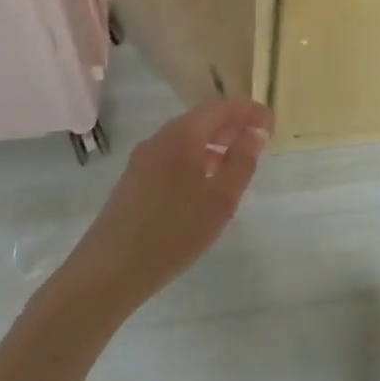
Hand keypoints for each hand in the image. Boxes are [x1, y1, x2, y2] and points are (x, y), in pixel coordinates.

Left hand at [67, 100, 273, 305]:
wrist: (108, 272)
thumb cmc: (172, 232)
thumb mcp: (219, 200)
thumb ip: (242, 162)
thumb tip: (254, 134)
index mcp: (182, 135)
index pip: (221, 108)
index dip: (248, 111)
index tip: (271, 121)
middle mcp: (160, 138)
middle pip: (202, 121)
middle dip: (232, 127)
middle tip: (259, 139)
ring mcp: (143, 160)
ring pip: (187, 141)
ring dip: (215, 145)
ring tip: (237, 164)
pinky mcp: (134, 181)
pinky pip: (173, 158)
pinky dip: (197, 161)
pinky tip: (205, 186)